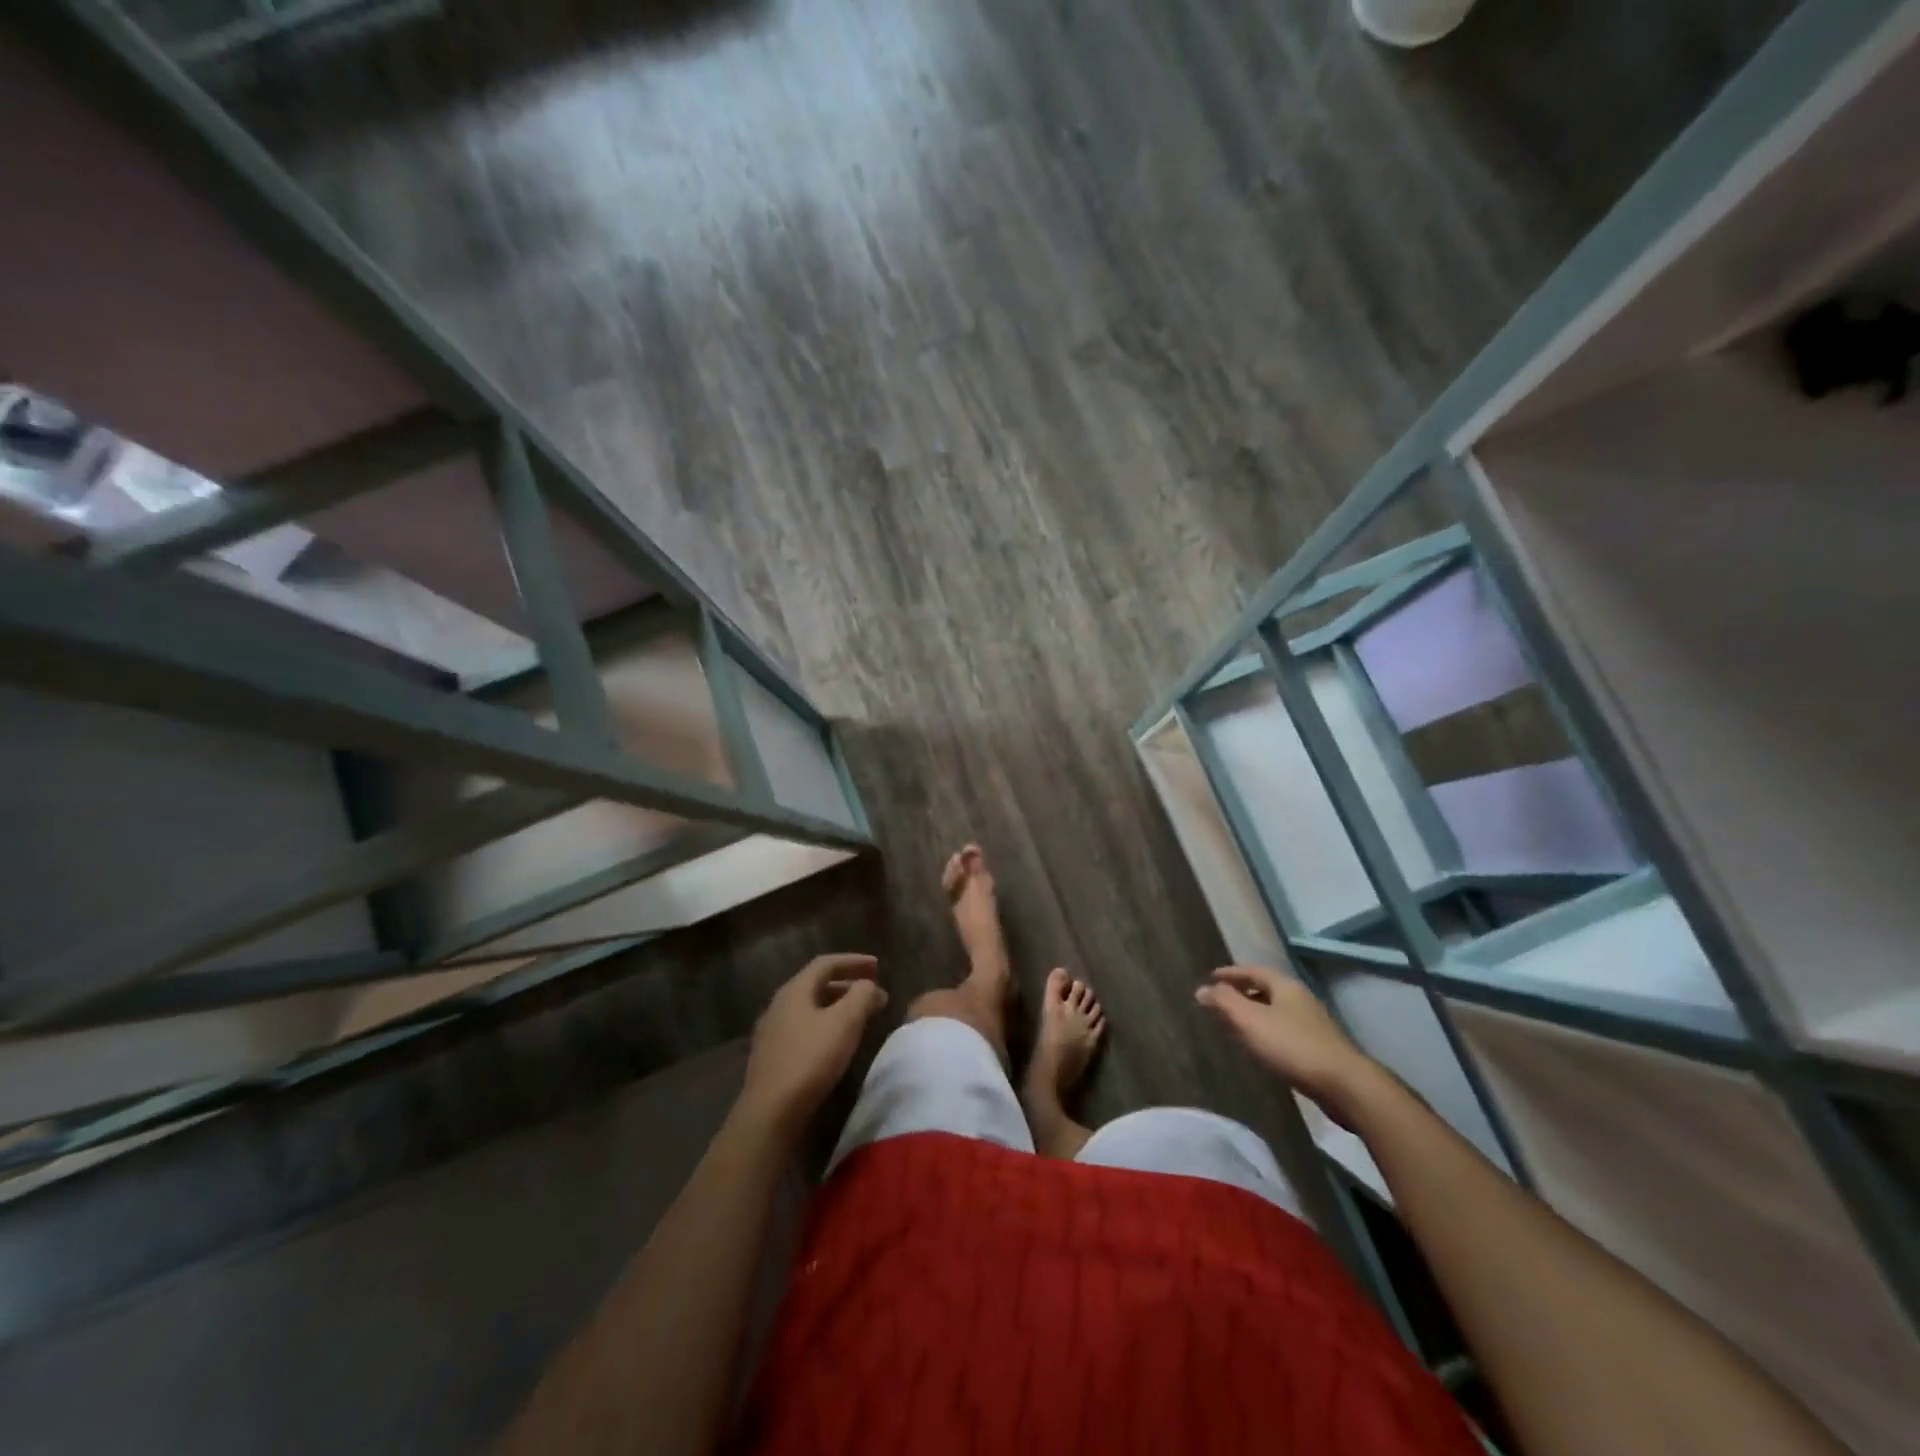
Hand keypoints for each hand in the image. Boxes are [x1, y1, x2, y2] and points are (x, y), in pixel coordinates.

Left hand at [740, 954, 887, 1136]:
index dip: (854, 961)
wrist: (770, 1113)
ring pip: (810, 1008)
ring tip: (860, 1017)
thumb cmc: (810, 1059)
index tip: (878, 966)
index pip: (826, 963)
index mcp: (794, 990)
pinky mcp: (772, 1057)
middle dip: (848, 985)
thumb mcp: (845, 1022)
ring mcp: (772, 1032)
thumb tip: (869, 985)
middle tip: (873, 993)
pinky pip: (803, 1028)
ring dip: (837, 1007)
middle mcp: (779, 1005)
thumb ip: (862, 996)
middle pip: (817, 985)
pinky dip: (825, 1025)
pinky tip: (836, 1043)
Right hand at [1196, 965, 1381, 1123]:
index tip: (1211, 977)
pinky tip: (1261, 1047)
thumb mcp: (1250, 1021)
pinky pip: (1285, 1030)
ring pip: (1276, 1011)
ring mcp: (1313, 1024)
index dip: (1230, 973)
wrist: (1344, 1085)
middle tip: (1221, 1000)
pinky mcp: (1320, 1048)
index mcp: (1285, 986)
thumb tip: (1202, 989)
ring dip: (1255, 1013)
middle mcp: (1300, 999)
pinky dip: (1267, 1031)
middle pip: (1267, 989)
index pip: (1253, 970)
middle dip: (1243, 992)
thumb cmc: (1292, 1046)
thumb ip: (1224, 1002)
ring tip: (1236, 1024)